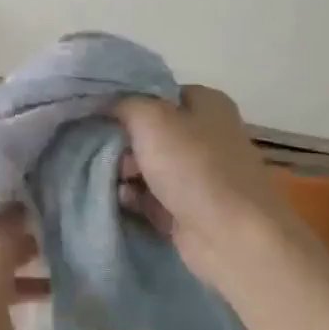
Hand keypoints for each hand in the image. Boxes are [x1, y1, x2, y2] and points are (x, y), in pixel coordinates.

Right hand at [115, 84, 292, 291]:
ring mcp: (198, 174)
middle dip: (122, 142)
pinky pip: (150, 196)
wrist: (231, 236)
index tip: (97, 115)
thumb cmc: (193, 167)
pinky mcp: (189, 208)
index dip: (126, 102)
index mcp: (206, 103)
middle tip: (105, 154)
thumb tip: (106, 105)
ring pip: (147, 165)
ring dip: (124, 172)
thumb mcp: (151, 118)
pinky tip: (120, 200)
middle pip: (149, 131)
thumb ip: (124, 104)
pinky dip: (134, 198)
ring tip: (109, 180)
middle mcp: (205, 134)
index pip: (157, 93)